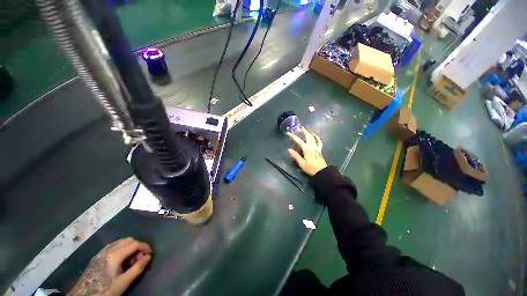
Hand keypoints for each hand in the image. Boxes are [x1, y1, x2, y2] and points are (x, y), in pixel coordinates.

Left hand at [68, 238, 151, 295]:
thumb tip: (148, 257)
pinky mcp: (97, 256)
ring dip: (129, 247)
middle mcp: (108, 249)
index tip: (150, 253)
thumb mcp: (124, 282)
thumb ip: (138, 268)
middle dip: (137, 246)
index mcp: (115, 255)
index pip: (135, 243)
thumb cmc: (106, 289)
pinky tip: (120, 260)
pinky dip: (121, 249)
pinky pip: (113, 246)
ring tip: (131, 260)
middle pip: (128, 240)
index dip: (145, 246)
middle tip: (140, 258)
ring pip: (120, 242)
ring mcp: (101, 252)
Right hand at [287, 127, 327, 175]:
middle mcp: (312, 146)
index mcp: (306, 149)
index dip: (293, 136)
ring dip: (309, 133)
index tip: (288, 133)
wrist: (322, 172)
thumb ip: (295, 156)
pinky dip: (317, 138)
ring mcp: (316, 148)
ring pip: (313, 138)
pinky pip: (319, 142)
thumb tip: (289, 149)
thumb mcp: (302, 163)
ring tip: (306, 130)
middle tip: (300, 127)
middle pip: (308, 136)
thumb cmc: (311, 168)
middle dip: (304, 131)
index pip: (299, 141)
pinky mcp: (319, 150)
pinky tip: (316, 136)